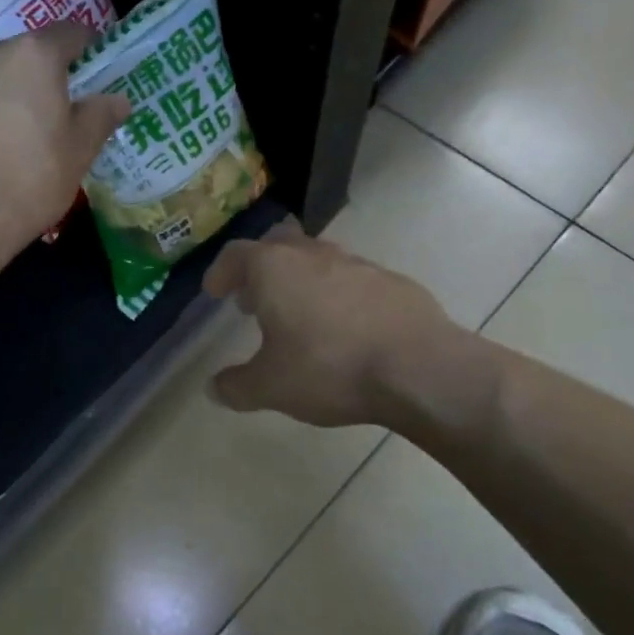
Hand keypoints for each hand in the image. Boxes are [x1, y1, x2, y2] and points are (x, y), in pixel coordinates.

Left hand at [0, 23, 130, 263]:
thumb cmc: (29, 181)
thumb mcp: (79, 152)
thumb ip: (100, 116)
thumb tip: (117, 99)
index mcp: (32, 55)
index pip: (70, 33)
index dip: (86, 50)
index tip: (92, 73)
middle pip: (21, 56)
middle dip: (36, 79)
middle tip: (47, 117)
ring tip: (5, 139)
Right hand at [203, 227, 492, 434]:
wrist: (420, 369)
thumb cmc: (329, 368)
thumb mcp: (270, 387)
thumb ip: (236, 386)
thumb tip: (213, 389)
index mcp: (274, 268)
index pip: (236, 255)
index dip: (221, 272)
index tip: (215, 292)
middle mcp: (313, 255)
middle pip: (277, 245)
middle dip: (260, 269)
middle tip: (254, 300)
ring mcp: (357, 264)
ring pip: (318, 260)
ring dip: (300, 280)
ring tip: (298, 315)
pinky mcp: (394, 281)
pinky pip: (353, 280)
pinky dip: (339, 295)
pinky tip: (345, 329)